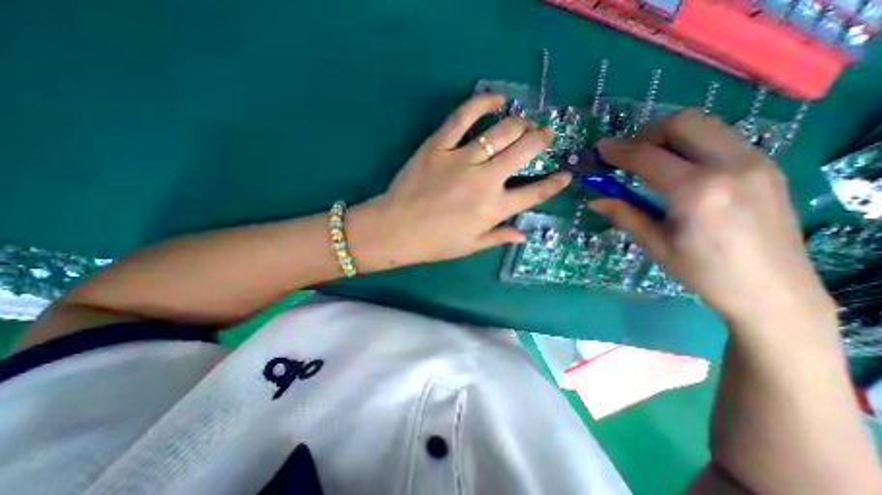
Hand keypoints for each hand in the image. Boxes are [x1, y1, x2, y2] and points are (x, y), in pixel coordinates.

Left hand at [349, 93, 574, 270]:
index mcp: (494, 209)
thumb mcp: (470, 246)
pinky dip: (483, 102)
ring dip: (520, 123)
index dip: (555, 183)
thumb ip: (499, 236)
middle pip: (524, 150)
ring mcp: (461, 159)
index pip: (535, 193)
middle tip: (544, 135)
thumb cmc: (434, 243)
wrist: (395, 229)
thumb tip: (524, 234)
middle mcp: (485, 181)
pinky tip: (496, 98)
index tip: (565, 174)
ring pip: (502, 131)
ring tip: (524, 123)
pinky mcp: (438, 145)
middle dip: (542, 139)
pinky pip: (463, 116)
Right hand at [593, 109, 835, 328]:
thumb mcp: (655, 244)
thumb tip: (595, 200)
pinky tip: (680, 169)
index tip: (600, 148)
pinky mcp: (767, 166)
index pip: (648, 157)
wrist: (772, 290)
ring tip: (651, 159)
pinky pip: (721, 139)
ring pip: (706, 125)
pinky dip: (692, 144)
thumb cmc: (703, 271)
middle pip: (683, 123)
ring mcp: (756, 162)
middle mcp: (730, 166)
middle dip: (647, 133)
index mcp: (696, 191)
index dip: (618, 150)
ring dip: (671, 135)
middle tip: (629, 153)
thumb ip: (624, 215)